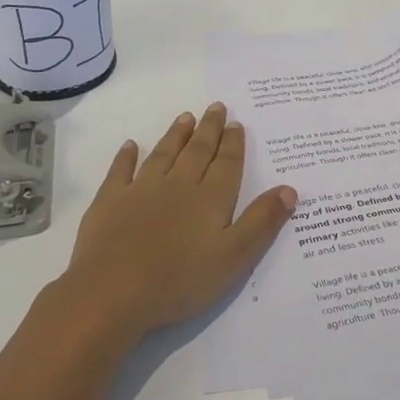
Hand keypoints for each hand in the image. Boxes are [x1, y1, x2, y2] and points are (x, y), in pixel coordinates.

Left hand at [66, 102, 296, 334]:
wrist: (112, 293)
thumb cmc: (179, 280)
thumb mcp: (234, 257)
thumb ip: (262, 222)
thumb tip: (289, 189)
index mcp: (210, 198)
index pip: (226, 163)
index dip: (233, 143)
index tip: (236, 122)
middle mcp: (179, 185)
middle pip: (198, 151)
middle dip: (209, 129)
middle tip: (216, 106)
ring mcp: (141, 190)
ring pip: (164, 154)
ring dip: (176, 135)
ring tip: (186, 117)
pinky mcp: (110, 202)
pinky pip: (120, 171)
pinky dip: (126, 157)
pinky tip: (130, 145)